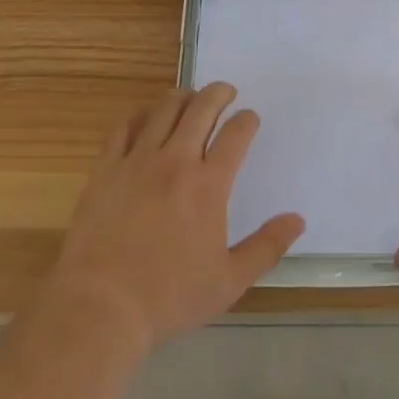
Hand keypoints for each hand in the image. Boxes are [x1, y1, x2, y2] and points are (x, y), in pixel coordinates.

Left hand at [47, 83, 304, 352]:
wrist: (101, 306)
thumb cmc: (169, 297)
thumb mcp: (228, 281)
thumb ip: (266, 247)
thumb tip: (297, 219)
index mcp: (209, 184)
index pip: (236, 134)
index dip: (247, 120)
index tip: (250, 118)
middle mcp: (176, 160)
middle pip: (202, 108)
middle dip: (219, 93)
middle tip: (226, 92)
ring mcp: (138, 160)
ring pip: (164, 109)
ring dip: (183, 97)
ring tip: (190, 98)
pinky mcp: (107, 168)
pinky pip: (124, 127)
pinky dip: (139, 116)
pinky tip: (144, 118)